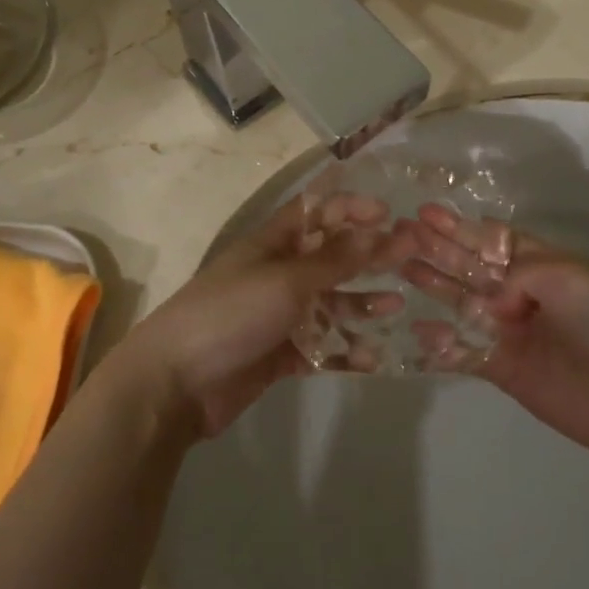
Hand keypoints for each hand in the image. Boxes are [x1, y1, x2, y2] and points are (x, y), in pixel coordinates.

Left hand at [124, 195, 390, 439]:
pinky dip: (344, 349)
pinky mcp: (279, 354)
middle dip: (367, 256)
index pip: (315, 212)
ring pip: (328, 304)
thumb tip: (377, 230)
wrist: (177, 381)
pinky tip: (372, 356)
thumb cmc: (231, 313)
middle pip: (329, 258)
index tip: (389, 214)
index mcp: (272, 243)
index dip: (350, 207)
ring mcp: (277, 315)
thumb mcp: (287, 281)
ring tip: (396, 308)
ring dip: (360, 304)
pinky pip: (320, 346)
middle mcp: (276, 273)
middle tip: (410, 256)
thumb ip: (334, 260)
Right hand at [402, 205, 588, 460]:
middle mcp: (521, 294)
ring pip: (461, 302)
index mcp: (542, 265)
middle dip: (438, 248)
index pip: (492, 240)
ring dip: (433, 284)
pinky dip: (439, 342)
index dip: (459, 226)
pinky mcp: (500, 367)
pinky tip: (416, 327)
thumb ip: (520, 271)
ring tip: (401, 266)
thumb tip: (492, 298)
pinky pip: (462, 350)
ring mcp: (508, 330)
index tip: (426, 212)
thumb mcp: (567, 275)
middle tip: (401, 233)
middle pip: (470, 266)